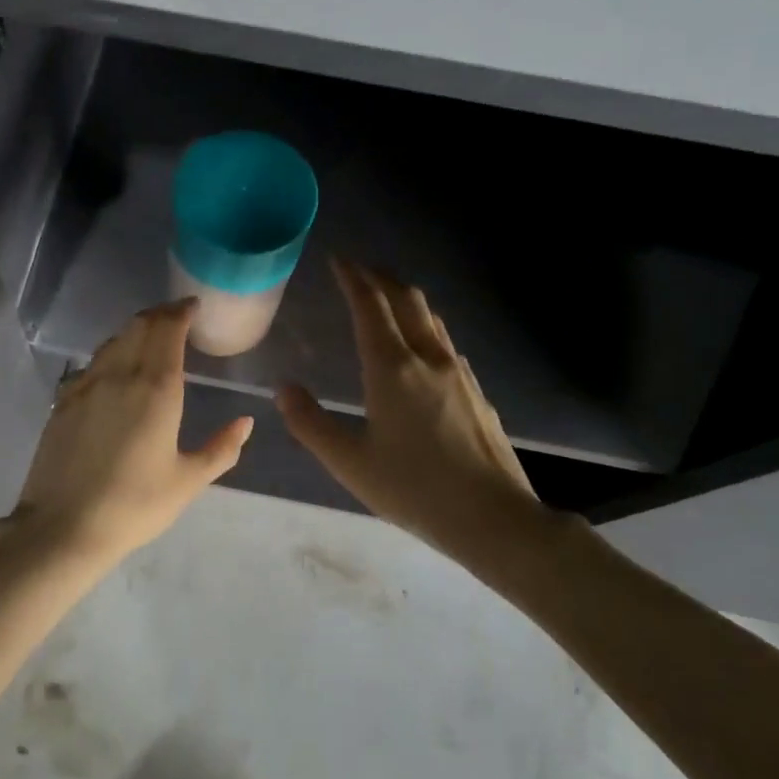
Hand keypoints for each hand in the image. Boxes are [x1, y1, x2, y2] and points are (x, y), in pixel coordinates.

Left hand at [10, 300, 253, 565]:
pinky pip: (92, 362)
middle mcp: (120, 374)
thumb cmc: (134, 505)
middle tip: (176, 317)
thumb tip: (246, 422)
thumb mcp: (187, 482)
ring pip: (113, 340)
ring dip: (135, 330)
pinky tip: (116, 370)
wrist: (63, 526)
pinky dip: (111, 352)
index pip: (168, 329)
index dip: (181, 311)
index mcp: (156, 388)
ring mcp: (86, 384)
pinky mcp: (63, 400)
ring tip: (150, 339)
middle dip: (160, 314)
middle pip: (139, 325)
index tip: (192, 306)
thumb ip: (221, 448)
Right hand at [276, 261, 545, 549]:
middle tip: (360, 271)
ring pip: (430, 318)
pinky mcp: (477, 391)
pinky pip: (445, 342)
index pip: (370, 306)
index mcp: (393, 368)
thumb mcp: (350, 463)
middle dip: (381, 278)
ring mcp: (459, 372)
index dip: (353, 278)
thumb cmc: (416, 489)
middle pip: (406, 299)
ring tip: (386, 300)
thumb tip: (283, 389)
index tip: (339, 260)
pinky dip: (424, 326)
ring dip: (405, 299)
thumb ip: (311, 423)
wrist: (496, 519)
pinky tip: (420, 349)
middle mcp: (428, 358)